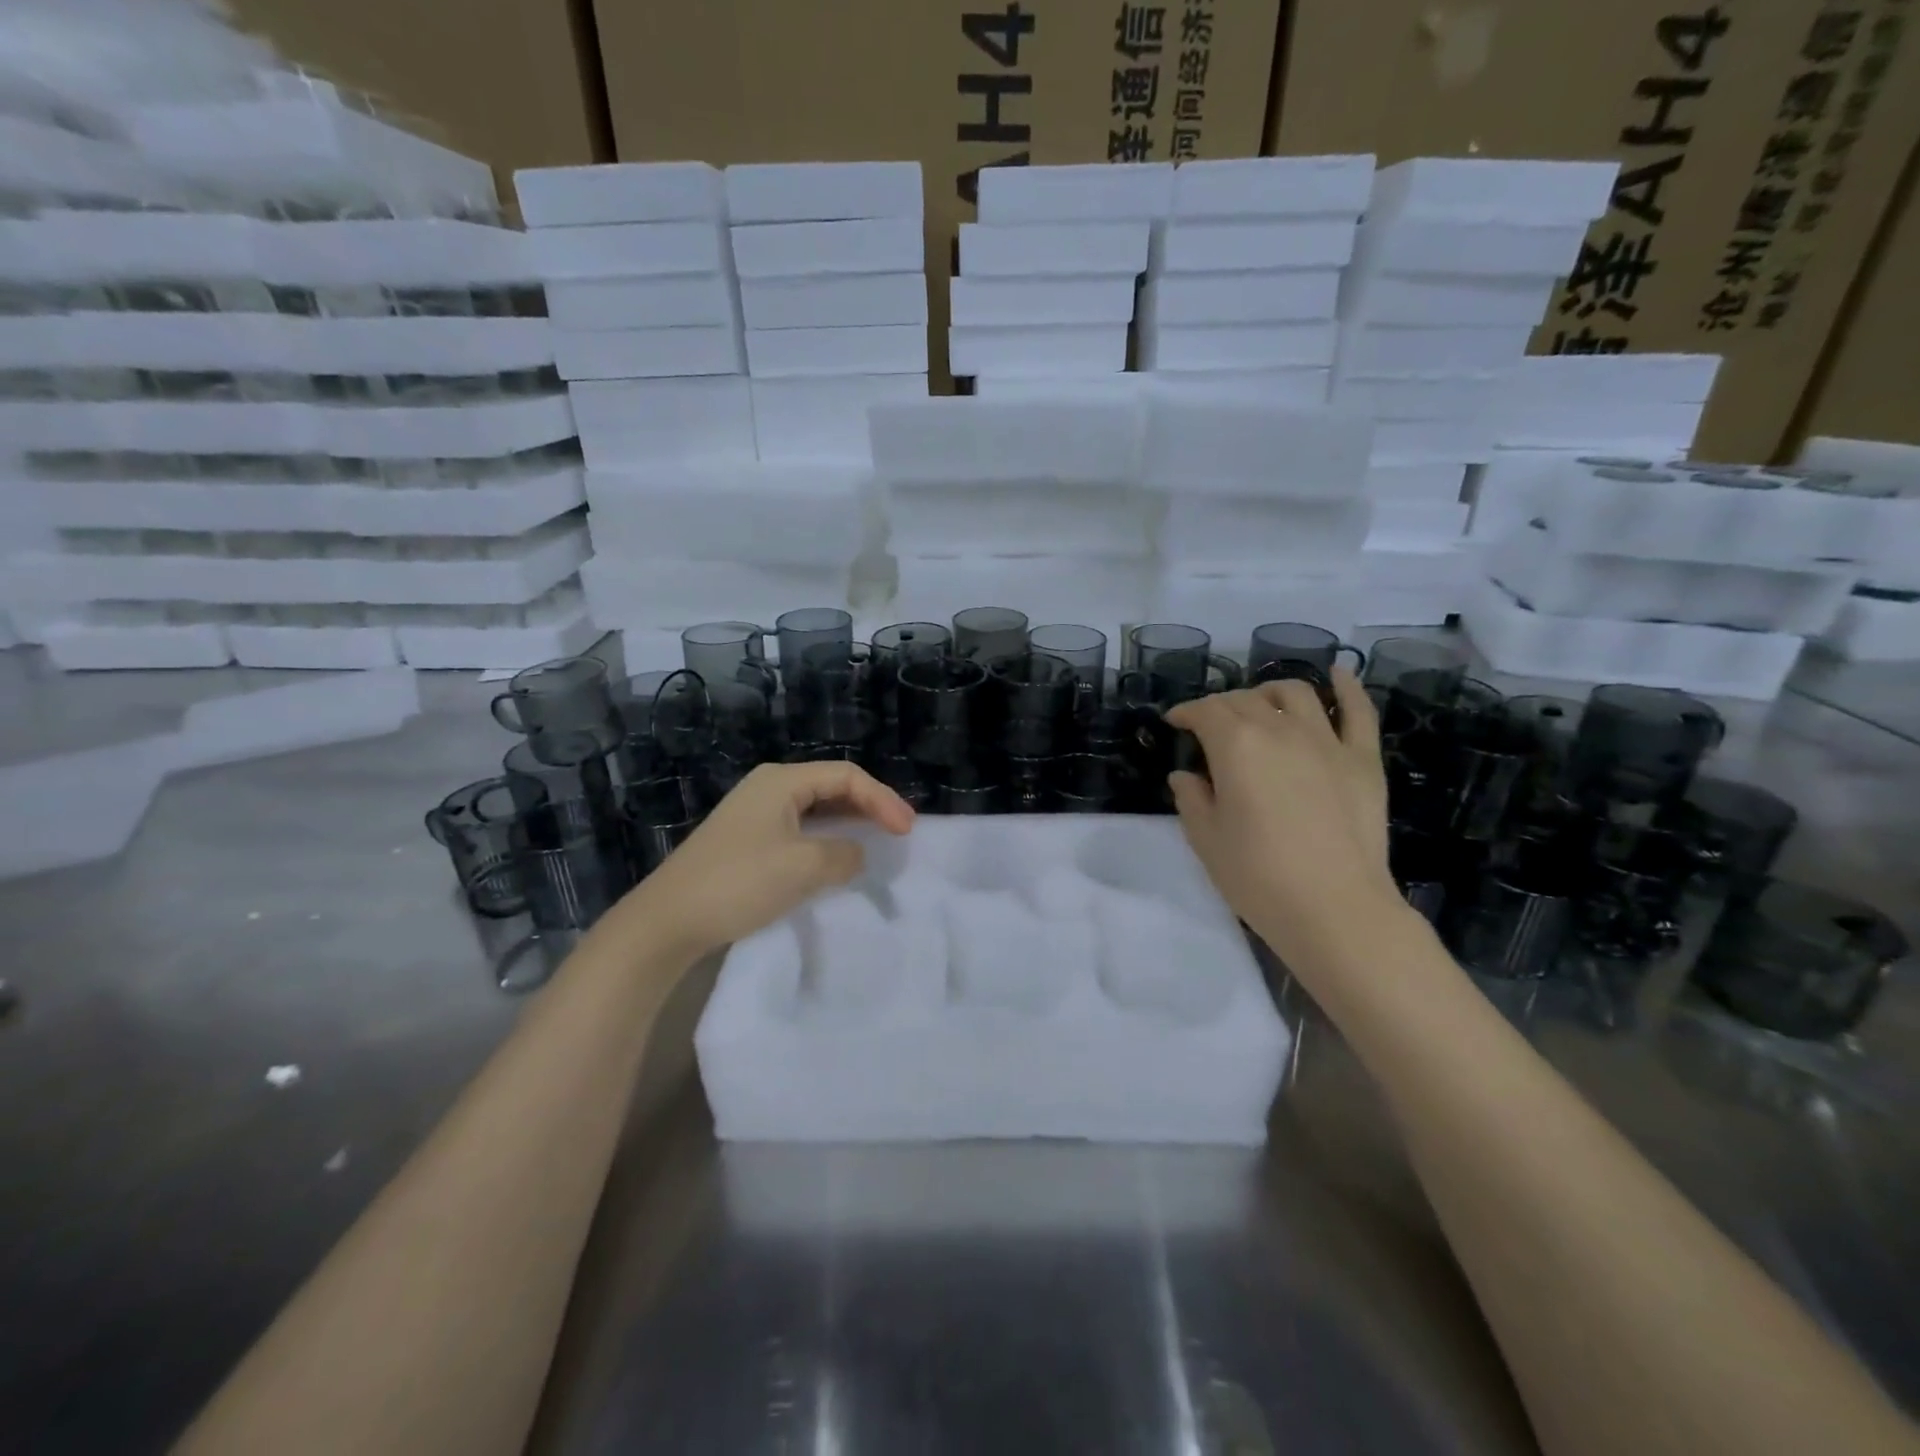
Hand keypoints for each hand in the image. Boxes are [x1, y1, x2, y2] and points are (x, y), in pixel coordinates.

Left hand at [621, 762, 915, 959]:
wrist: (668, 920)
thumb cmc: (739, 883)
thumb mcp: (804, 867)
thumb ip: (844, 854)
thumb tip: (854, 853)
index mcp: (782, 781)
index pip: (846, 776)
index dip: (882, 799)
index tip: (907, 831)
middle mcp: (768, 787)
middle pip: (832, 786)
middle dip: (869, 806)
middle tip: (899, 831)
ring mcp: (754, 813)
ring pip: (816, 808)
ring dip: (848, 822)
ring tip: (876, 840)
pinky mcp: (747, 839)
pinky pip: (799, 828)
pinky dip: (826, 838)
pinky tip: (835, 857)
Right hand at [1165, 670, 1399, 966]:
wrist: (1335, 909)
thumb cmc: (1258, 876)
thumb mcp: (1206, 840)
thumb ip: (1191, 798)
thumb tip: (1186, 775)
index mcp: (1236, 745)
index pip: (1205, 712)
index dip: (1186, 712)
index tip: (1174, 722)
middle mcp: (1280, 729)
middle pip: (1245, 700)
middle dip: (1221, 706)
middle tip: (1210, 725)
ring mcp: (1327, 741)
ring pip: (1295, 694)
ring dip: (1269, 691)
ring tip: (1260, 703)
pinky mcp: (1363, 759)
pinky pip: (1358, 711)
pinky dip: (1347, 687)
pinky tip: (1338, 674)